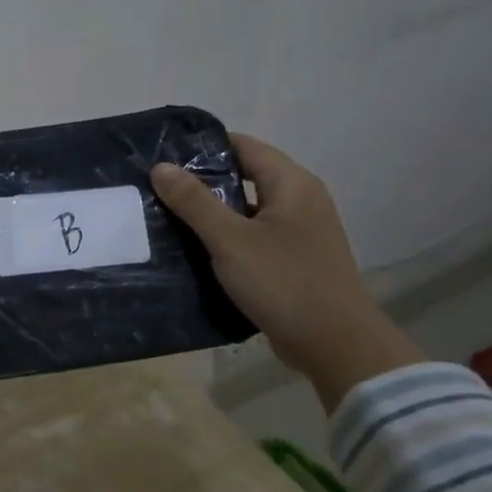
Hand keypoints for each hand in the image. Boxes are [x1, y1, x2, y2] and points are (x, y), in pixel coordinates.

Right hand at [150, 134, 423, 411]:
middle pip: (244, 177)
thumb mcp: (230, 240)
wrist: (334, 345)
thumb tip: (161, 166)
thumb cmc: (283, 282)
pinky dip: (227, 238)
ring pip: (247, 210)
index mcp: (292, 184)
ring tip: (167, 216)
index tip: (164, 156)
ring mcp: (299, 232)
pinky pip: (253, 237)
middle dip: (202, 182)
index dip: (204, 148)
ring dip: (212, 213)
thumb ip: (194, 202)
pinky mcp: (293, 260)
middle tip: (158, 188)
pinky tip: (195, 250)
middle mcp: (300, 200)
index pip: (243, 146)